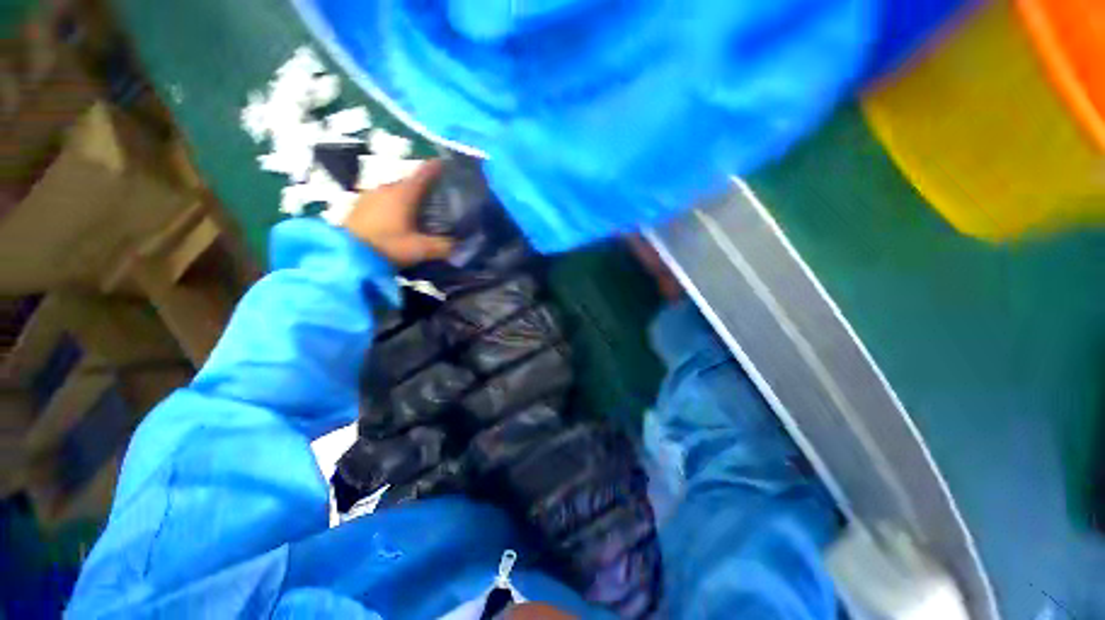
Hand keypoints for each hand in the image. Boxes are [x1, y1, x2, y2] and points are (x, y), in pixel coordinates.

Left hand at [344, 160, 453, 265]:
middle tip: (437, 198)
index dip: (436, 167)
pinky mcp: (358, 206)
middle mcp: (386, 188)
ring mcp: (369, 195)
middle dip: (423, 187)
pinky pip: (382, 199)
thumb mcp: (421, 249)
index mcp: (404, 193)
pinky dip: (393, 204)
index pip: (424, 173)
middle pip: (409, 182)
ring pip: (395, 191)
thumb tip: (458, 245)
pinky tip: (395, 219)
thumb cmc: (388, 246)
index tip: (447, 164)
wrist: (346, 255)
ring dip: (407, 197)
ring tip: (417, 210)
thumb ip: (443, 246)